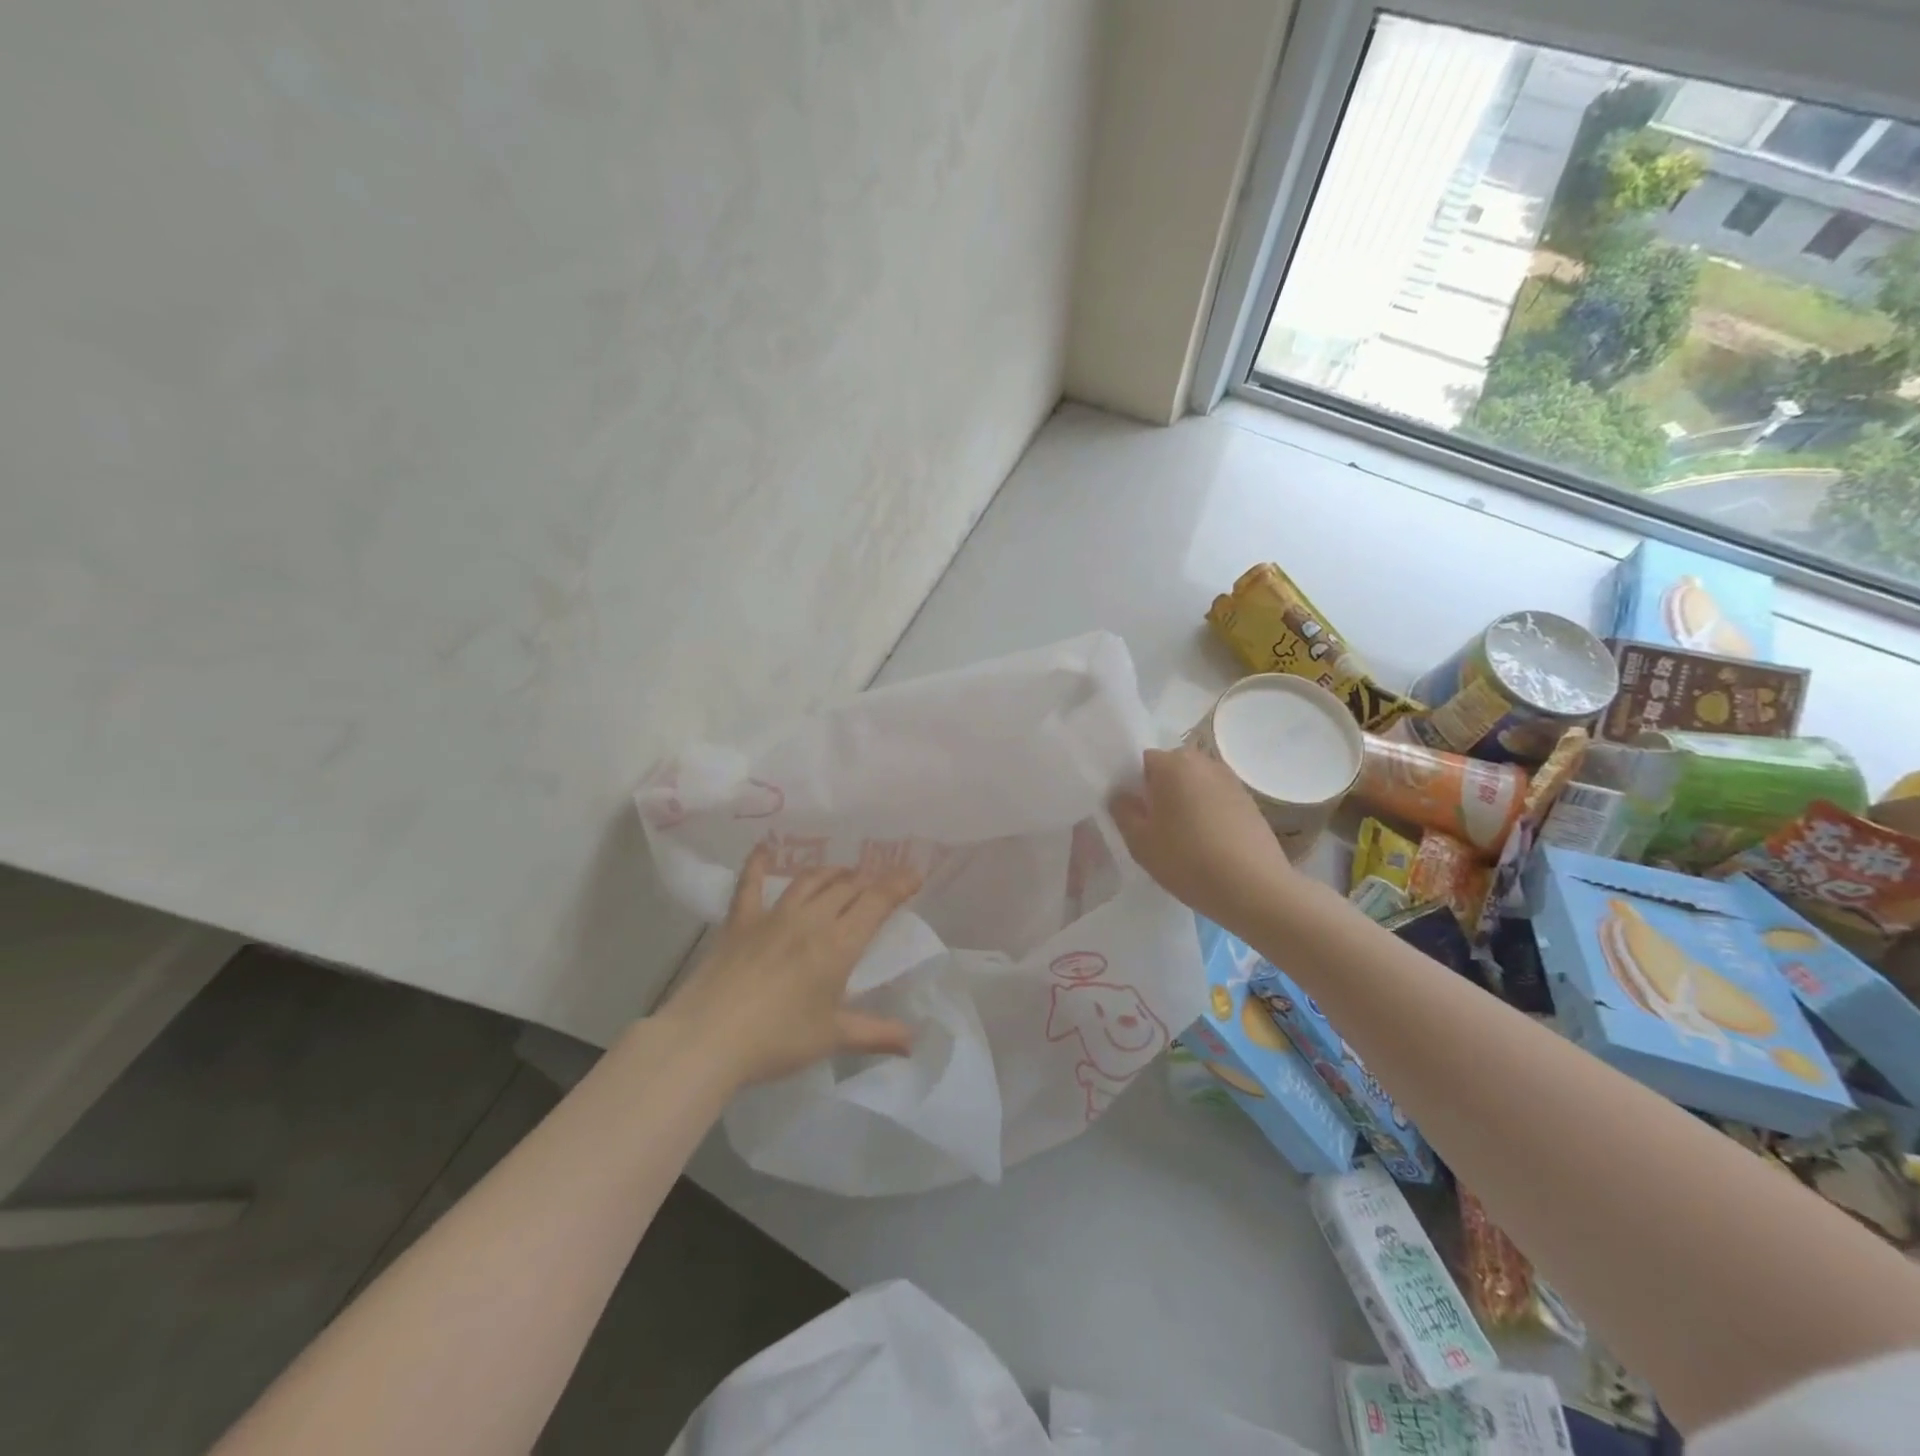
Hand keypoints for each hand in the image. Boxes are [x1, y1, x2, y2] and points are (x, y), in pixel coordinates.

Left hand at [660, 846, 921, 1087]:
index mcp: (839, 944)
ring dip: (831, 872)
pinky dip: (758, 863)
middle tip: (877, 885)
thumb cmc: (777, 1040)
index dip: (899, 884)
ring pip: (810, 880)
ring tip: (843, 874)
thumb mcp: (832, 1038)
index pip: (877, 902)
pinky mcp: (740, 921)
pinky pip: (751, 883)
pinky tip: (764, 848)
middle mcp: (811, 919)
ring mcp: (772, 915)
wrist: (708, 1039)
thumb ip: (876, 1034)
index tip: (915, 874)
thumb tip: (914, 1042)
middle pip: (846, 886)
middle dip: (868, 880)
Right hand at [1110, 746, 1294, 927]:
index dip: (1134, 785)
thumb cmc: (1188, 860)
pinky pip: (1217, 799)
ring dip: (1186, 802)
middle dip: (1161, 791)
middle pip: (1171, 769)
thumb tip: (1122, 795)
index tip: (1134, 813)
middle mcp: (1204, 762)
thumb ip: (1123, 811)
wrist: (1254, 888)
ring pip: (1196, 784)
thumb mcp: (1140, 842)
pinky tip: (1209, 844)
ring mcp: (1231, 781)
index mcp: (1172, 764)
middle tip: (1155, 826)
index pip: (1142, 761)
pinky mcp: (1250, 802)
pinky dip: (1209, 813)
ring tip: (1183, 837)